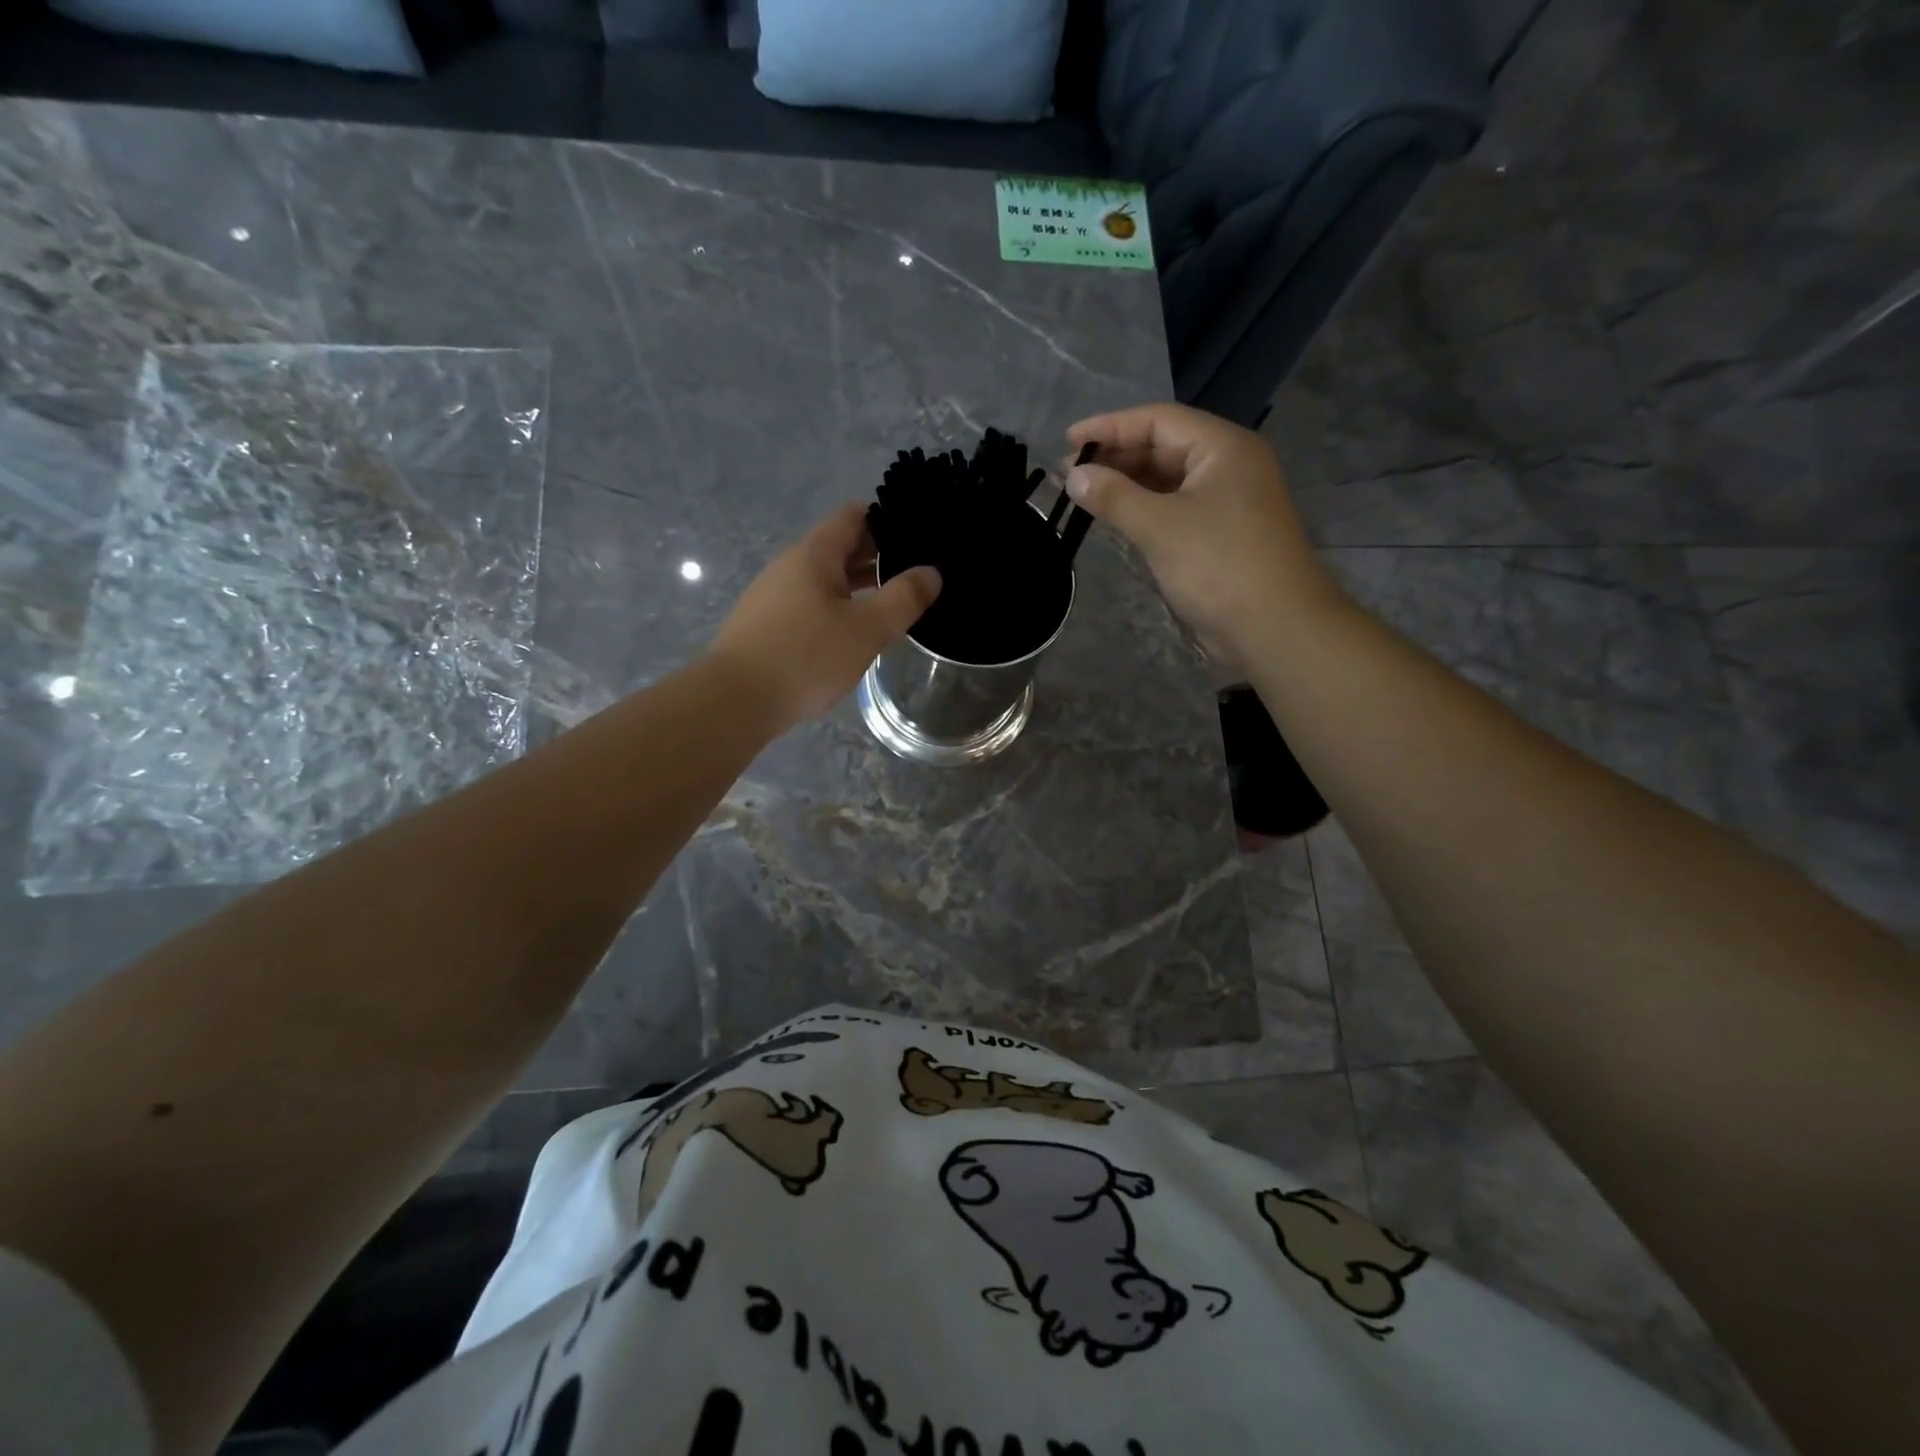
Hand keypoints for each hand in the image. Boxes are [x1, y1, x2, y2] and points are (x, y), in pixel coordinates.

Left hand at [711, 503, 941, 730]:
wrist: (734, 700)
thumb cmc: (805, 657)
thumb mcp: (866, 629)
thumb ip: (903, 599)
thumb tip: (931, 573)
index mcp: (814, 554)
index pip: (854, 515)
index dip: (888, 520)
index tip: (918, 539)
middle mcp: (791, 565)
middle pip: (840, 547)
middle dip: (878, 558)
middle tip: (916, 578)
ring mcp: (774, 595)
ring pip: (825, 579)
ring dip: (858, 588)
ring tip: (893, 607)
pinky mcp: (766, 624)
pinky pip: (810, 604)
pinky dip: (837, 609)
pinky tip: (854, 635)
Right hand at [1065, 403, 1343, 662]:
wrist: (1275, 627)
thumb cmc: (1220, 567)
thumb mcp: (1160, 527)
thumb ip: (1114, 497)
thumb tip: (1072, 476)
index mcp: (1223, 447)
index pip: (1158, 420)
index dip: (1110, 426)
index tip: (1067, 441)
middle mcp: (1228, 465)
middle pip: (1163, 447)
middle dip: (1116, 456)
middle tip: (1069, 473)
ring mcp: (1226, 500)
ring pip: (1168, 479)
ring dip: (1127, 484)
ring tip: (1084, 494)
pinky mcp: (1220, 533)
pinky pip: (1175, 507)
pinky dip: (1144, 508)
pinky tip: (1115, 517)